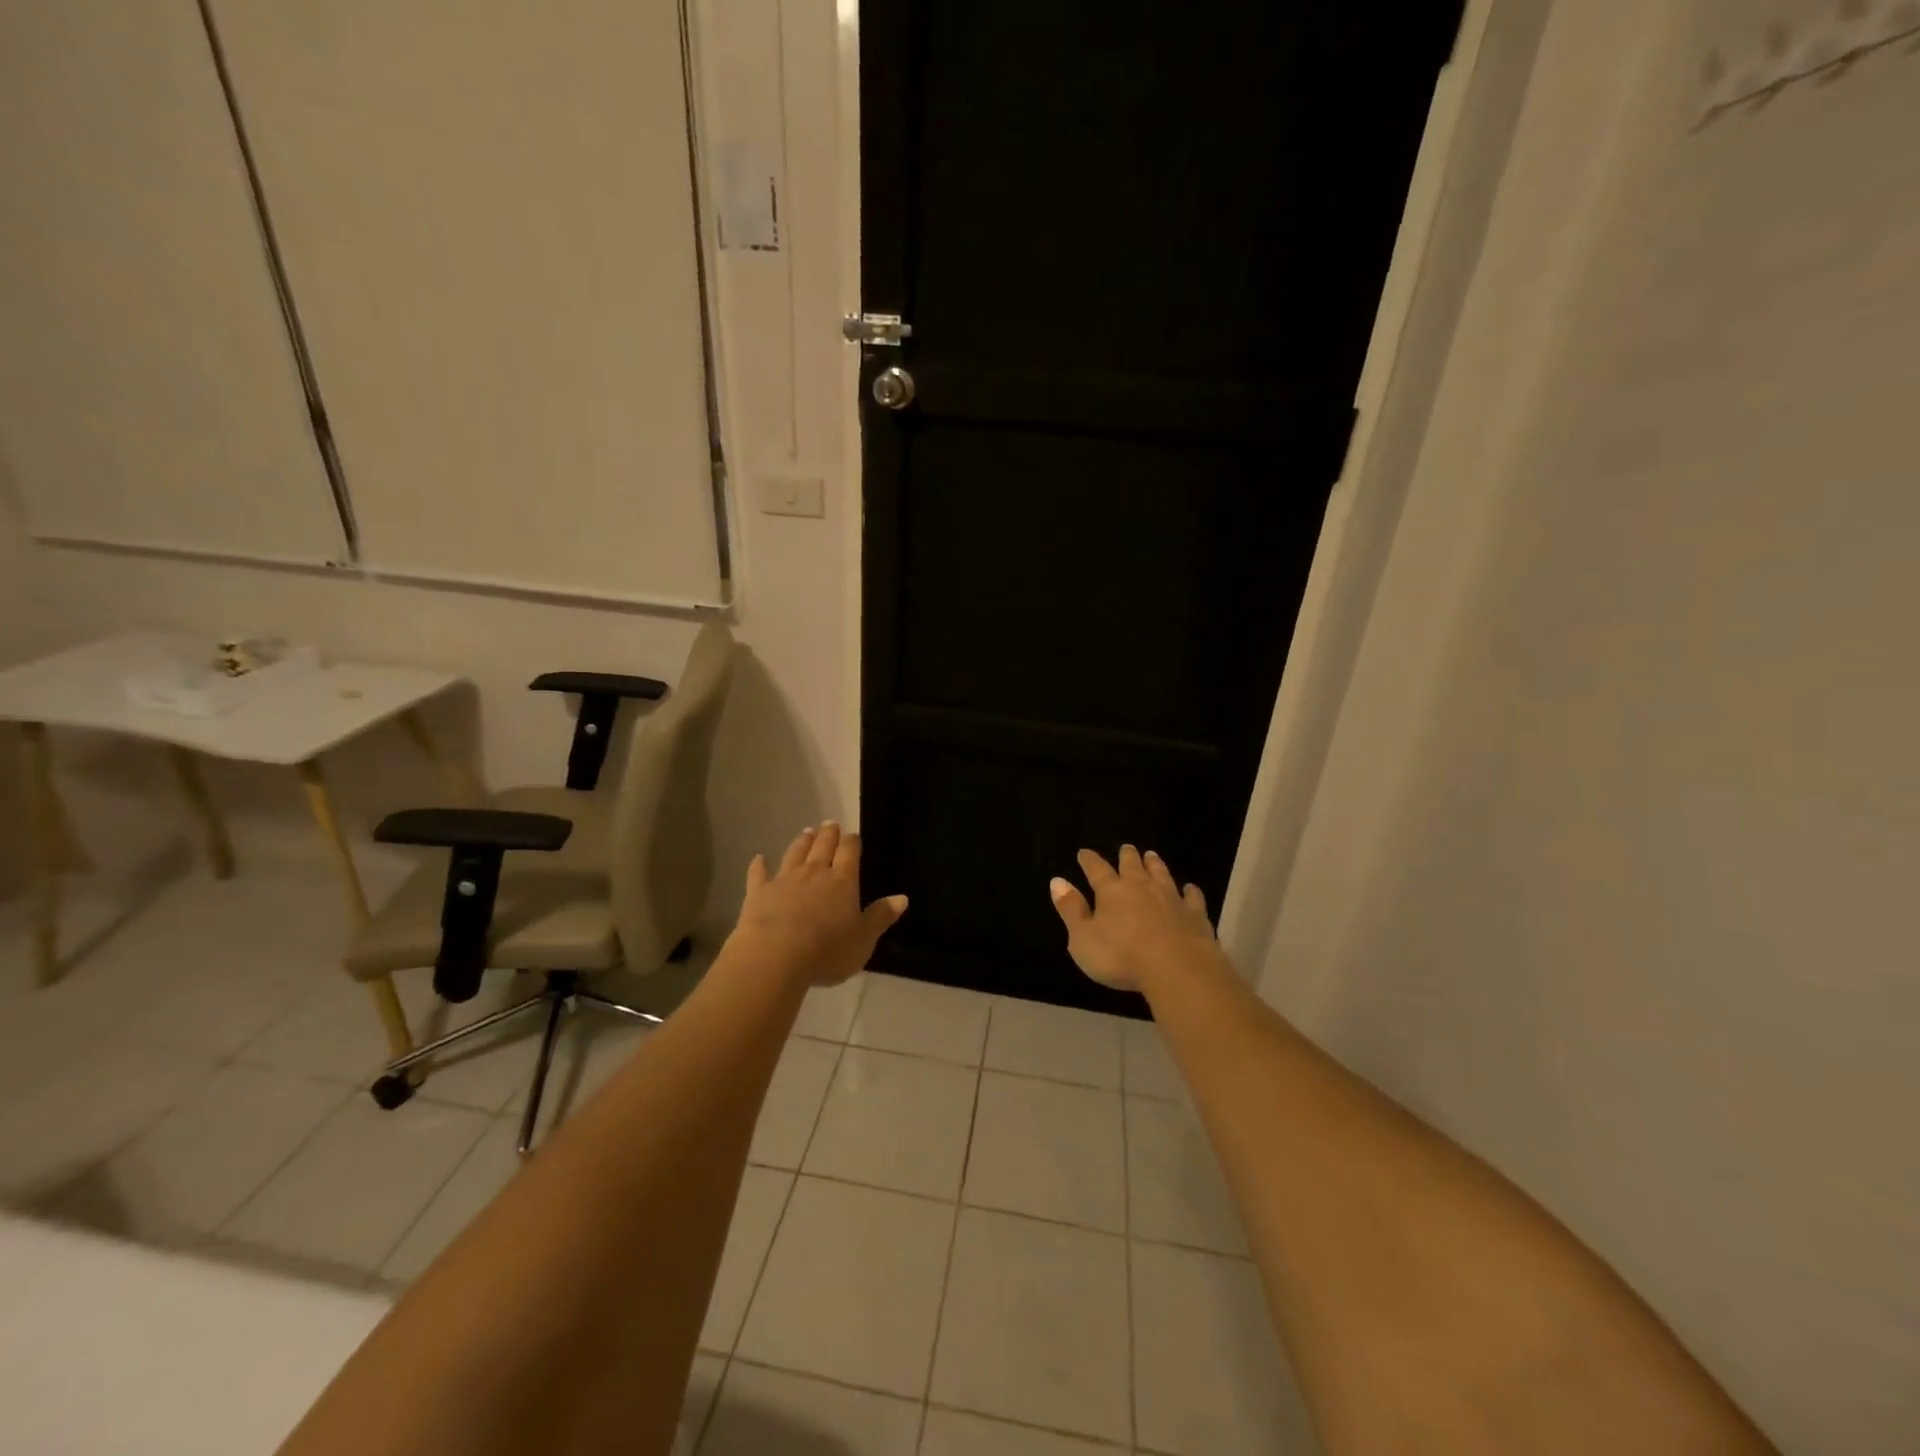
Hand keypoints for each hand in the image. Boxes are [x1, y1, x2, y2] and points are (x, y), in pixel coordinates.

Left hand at [732, 823, 907, 987]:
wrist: (775, 956)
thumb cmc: (827, 950)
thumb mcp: (863, 939)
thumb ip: (880, 916)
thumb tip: (902, 897)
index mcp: (843, 881)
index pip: (850, 853)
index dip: (852, 842)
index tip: (852, 834)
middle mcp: (815, 873)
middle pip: (823, 847)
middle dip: (828, 835)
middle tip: (830, 823)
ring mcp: (785, 880)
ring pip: (795, 853)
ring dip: (802, 842)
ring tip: (807, 831)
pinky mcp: (759, 892)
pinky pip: (759, 874)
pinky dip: (760, 865)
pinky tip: (760, 858)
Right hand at [1049, 846, 1218, 992]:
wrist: (1176, 967)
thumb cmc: (1120, 956)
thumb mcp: (1082, 938)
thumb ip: (1071, 909)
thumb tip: (1057, 881)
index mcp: (1111, 891)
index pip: (1096, 869)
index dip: (1089, 860)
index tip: (1084, 853)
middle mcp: (1141, 887)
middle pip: (1132, 865)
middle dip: (1127, 855)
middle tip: (1126, 847)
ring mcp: (1170, 897)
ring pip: (1161, 874)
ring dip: (1155, 864)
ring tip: (1152, 855)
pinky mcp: (1194, 913)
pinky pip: (1192, 896)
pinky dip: (1190, 891)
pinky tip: (1190, 889)